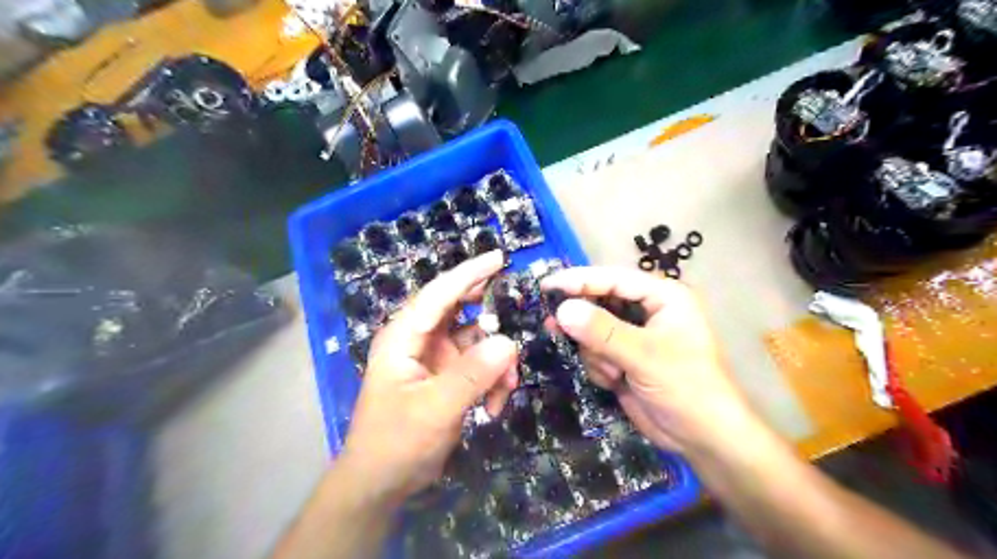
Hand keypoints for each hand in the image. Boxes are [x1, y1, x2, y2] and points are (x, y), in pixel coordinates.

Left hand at [341, 253, 518, 506]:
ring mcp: (435, 359)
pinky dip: (493, 381)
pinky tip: (495, 406)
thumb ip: (471, 375)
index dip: (469, 273)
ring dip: (497, 362)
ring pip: (477, 342)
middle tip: (518, 311)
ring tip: (507, 389)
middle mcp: (419, 340)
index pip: (438, 293)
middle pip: (460, 311)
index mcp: (404, 336)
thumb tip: (508, 343)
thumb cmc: (396, 443)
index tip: (499, 258)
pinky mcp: (447, 378)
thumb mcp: (434, 409)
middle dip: (491, 316)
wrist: (381, 483)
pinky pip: (479, 366)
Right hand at [545, 267, 754, 453]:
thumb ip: (602, 331)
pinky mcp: (624, 359)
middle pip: (600, 303)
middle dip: (584, 323)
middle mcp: (647, 311)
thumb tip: (562, 309)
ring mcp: (634, 337)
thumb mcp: (645, 356)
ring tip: (613, 372)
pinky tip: (615, 382)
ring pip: (592, 331)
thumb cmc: (686, 387)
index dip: (579, 280)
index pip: (614, 278)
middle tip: (555, 328)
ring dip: (595, 353)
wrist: (702, 438)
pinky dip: (599, 367)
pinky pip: (595, 353)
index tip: (546, 285)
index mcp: (662, 297)